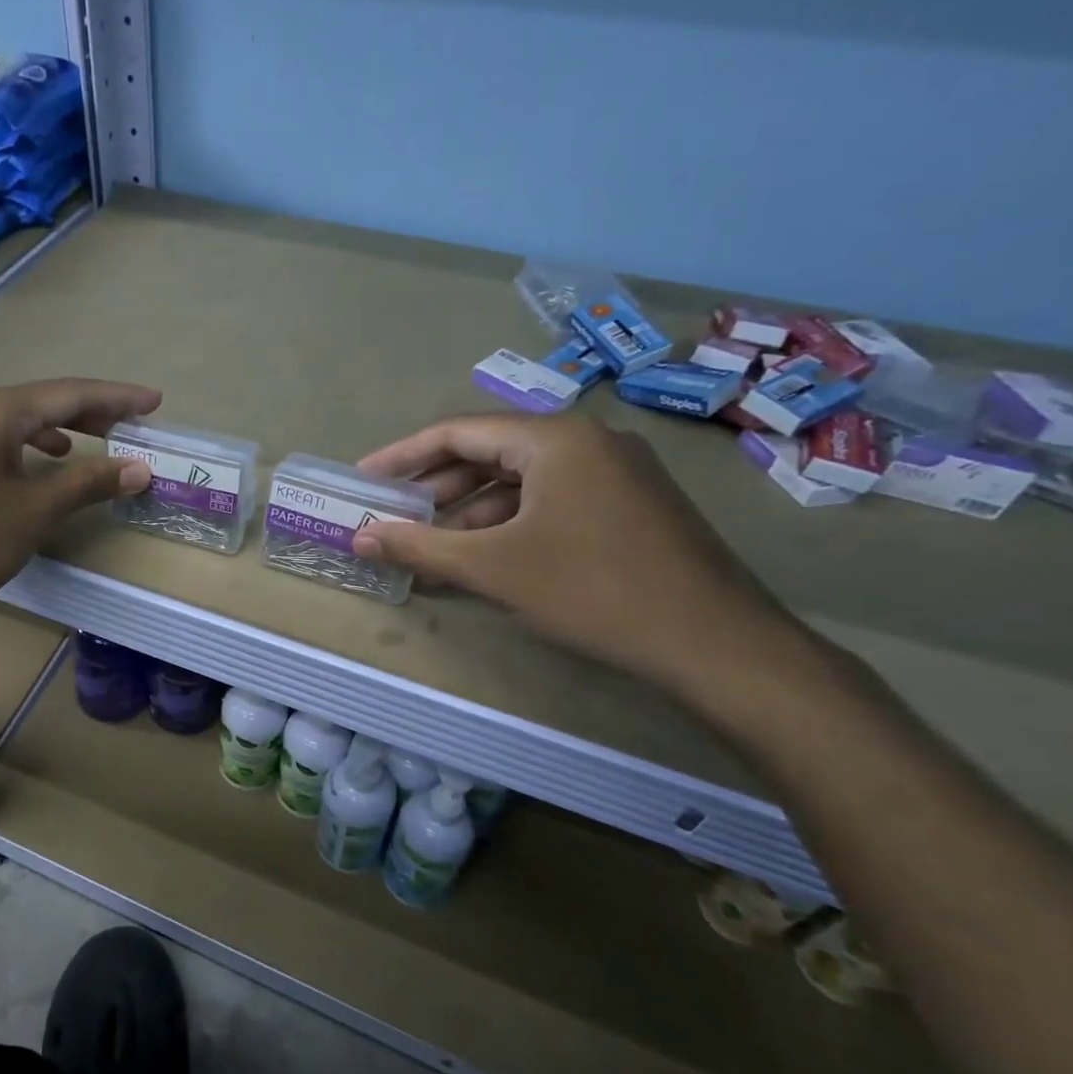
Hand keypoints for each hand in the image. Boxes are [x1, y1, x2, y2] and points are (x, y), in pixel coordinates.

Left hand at [0, 378, 159, 637]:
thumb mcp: (35, 512)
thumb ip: (88, 483)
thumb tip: (138, 467)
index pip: (68, 394)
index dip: (116, 398)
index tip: (154, 402)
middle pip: (38, 402)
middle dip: (86, 412)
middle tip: (125, 425)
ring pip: (10, 422)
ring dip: (52, 430)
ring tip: (82, 446)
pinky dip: (21, 448)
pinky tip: (28, 470)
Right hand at [351, 414, 801, 695]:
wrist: (714, 642)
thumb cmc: (591, 589)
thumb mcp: (492, 567)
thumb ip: (419, 546)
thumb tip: (358, 536)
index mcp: (554, 438)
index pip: (459, 431)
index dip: (404, 455)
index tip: (365, 479)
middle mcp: (587, 441)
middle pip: (490, 454)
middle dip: (436, 489)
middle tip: (394, 518)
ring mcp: (615, 473)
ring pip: (522, 482)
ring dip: (470, 513)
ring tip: (431, 550)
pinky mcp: (630, 506)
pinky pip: (551, 502)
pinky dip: (509, 526)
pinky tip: (485, 560)